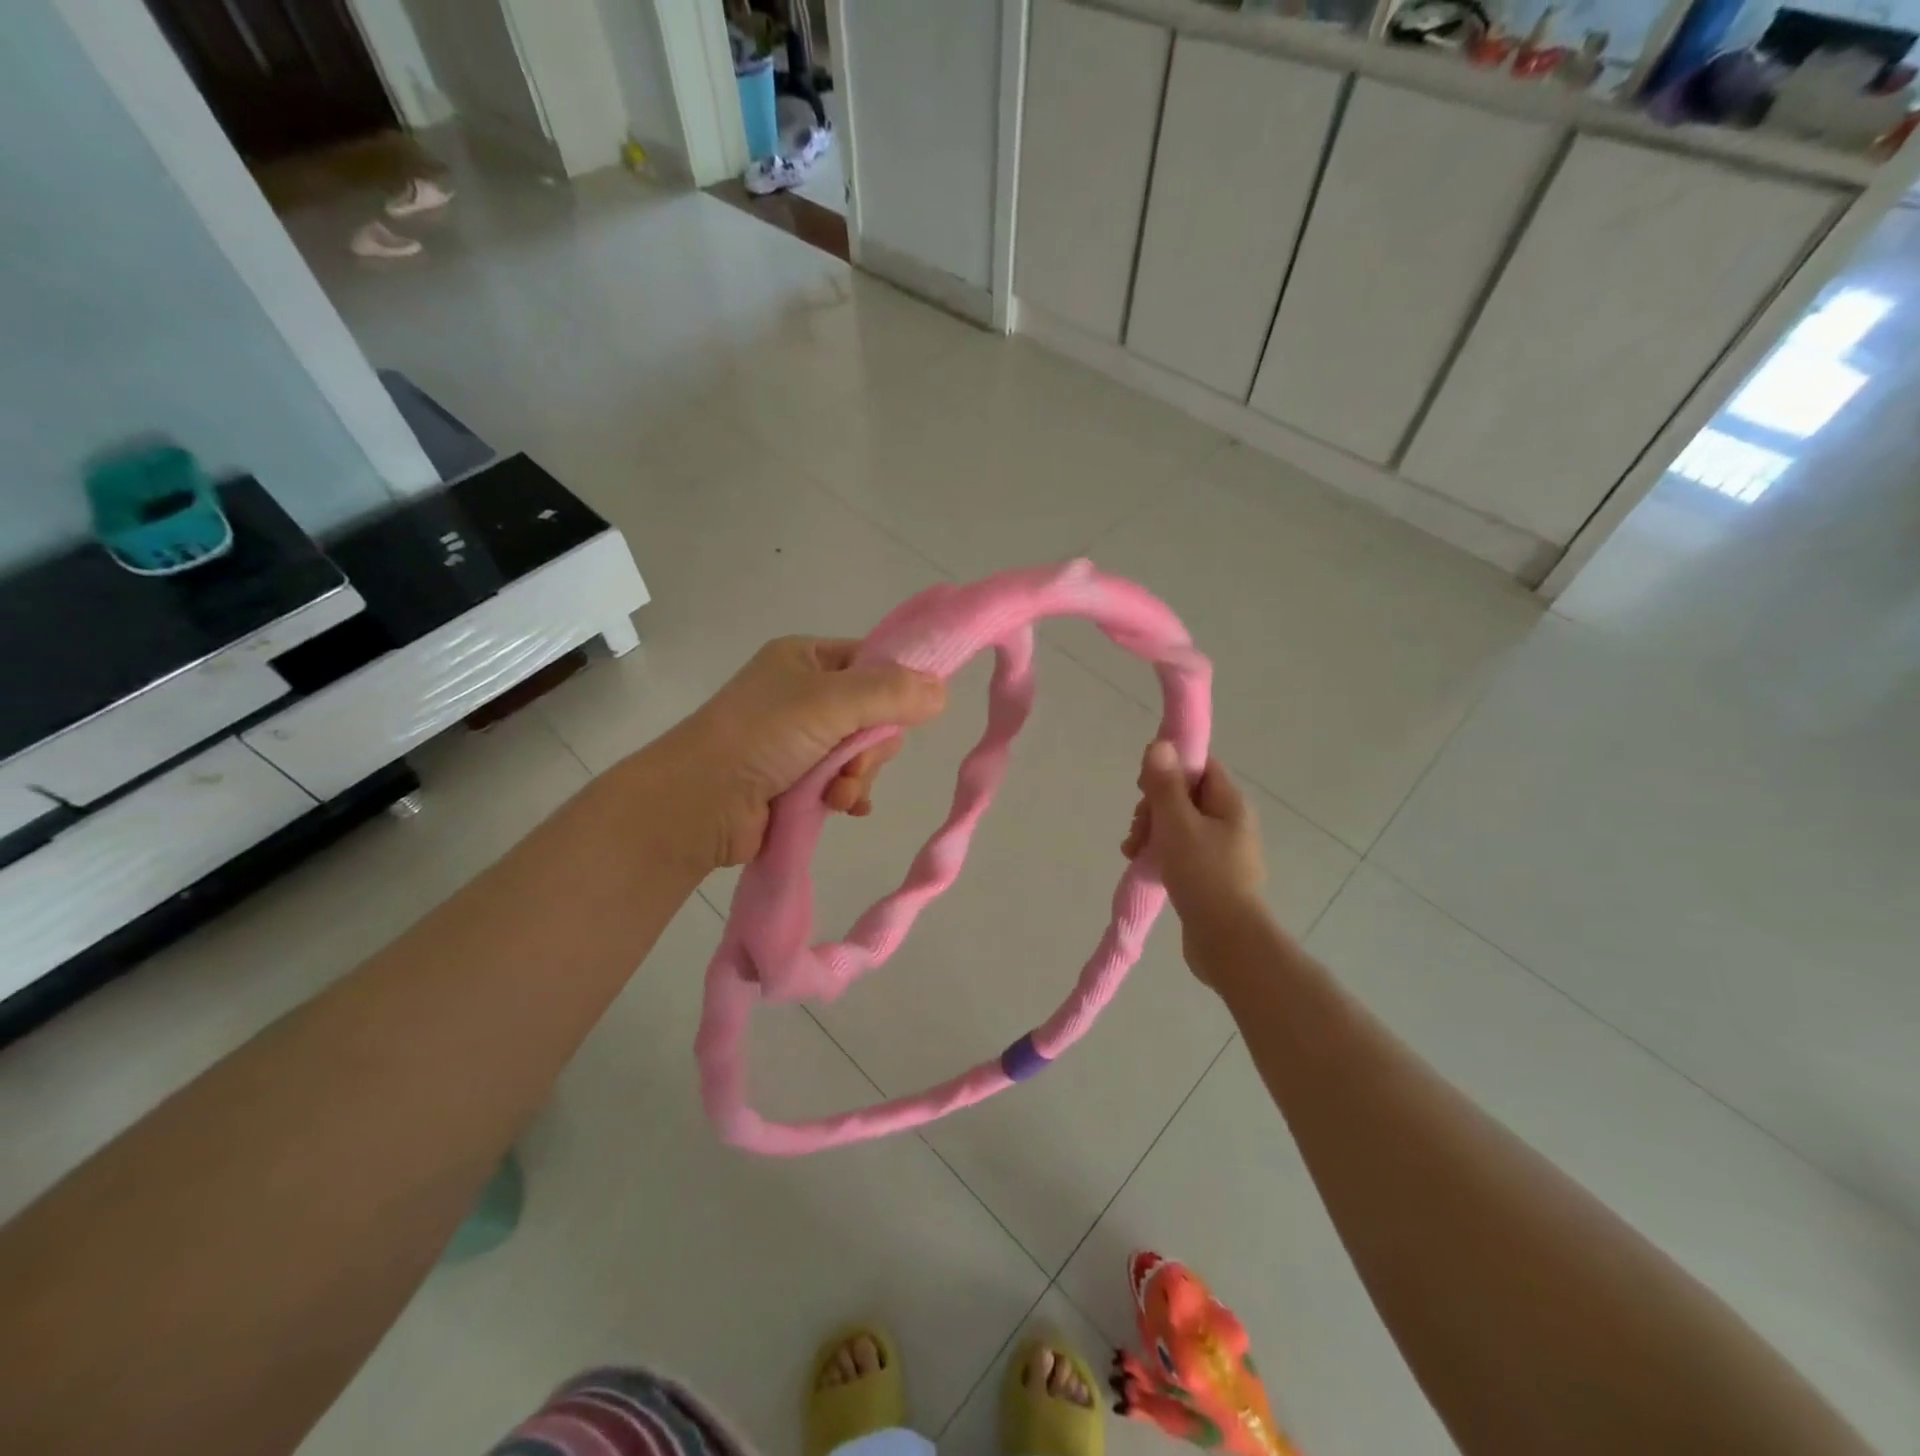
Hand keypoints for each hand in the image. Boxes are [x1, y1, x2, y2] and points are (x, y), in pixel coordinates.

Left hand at [644, 636, 946, 870]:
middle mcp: (804, 694)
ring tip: (836, 795)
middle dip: (870, 747)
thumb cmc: (762, 736)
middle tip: (852, 764)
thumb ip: (891, 693)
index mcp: (807, 658)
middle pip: (873, 713)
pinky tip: (844, 807)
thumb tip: (943, 691)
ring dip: (856, 777)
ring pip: (860, 753)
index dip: (896, 687)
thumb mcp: (831, 702)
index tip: (910, 714)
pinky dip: (848, 794)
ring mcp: (798, 739)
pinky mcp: (794, 779)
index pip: (873, 661)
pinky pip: (843, 780)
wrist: (696, 803)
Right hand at [1122, 742, 1270, 980]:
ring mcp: (1221, 850)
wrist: (1227, 941)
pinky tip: (1141, 863)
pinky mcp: (1209, 874)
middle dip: (1154, 806)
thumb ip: (1166, 785)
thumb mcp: (1178, 825)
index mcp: (1230, 804)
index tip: (1145, 786)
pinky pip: (1180, 849)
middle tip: (1138, 827)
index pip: (1200, 766)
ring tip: (1133, 851)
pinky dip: (1159, 851)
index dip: (1170, 768)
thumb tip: (1161, 744)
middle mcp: (1229, 822)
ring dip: (1151, 830)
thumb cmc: (1204, 876)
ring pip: (1178, 824)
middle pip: (1185, 795)